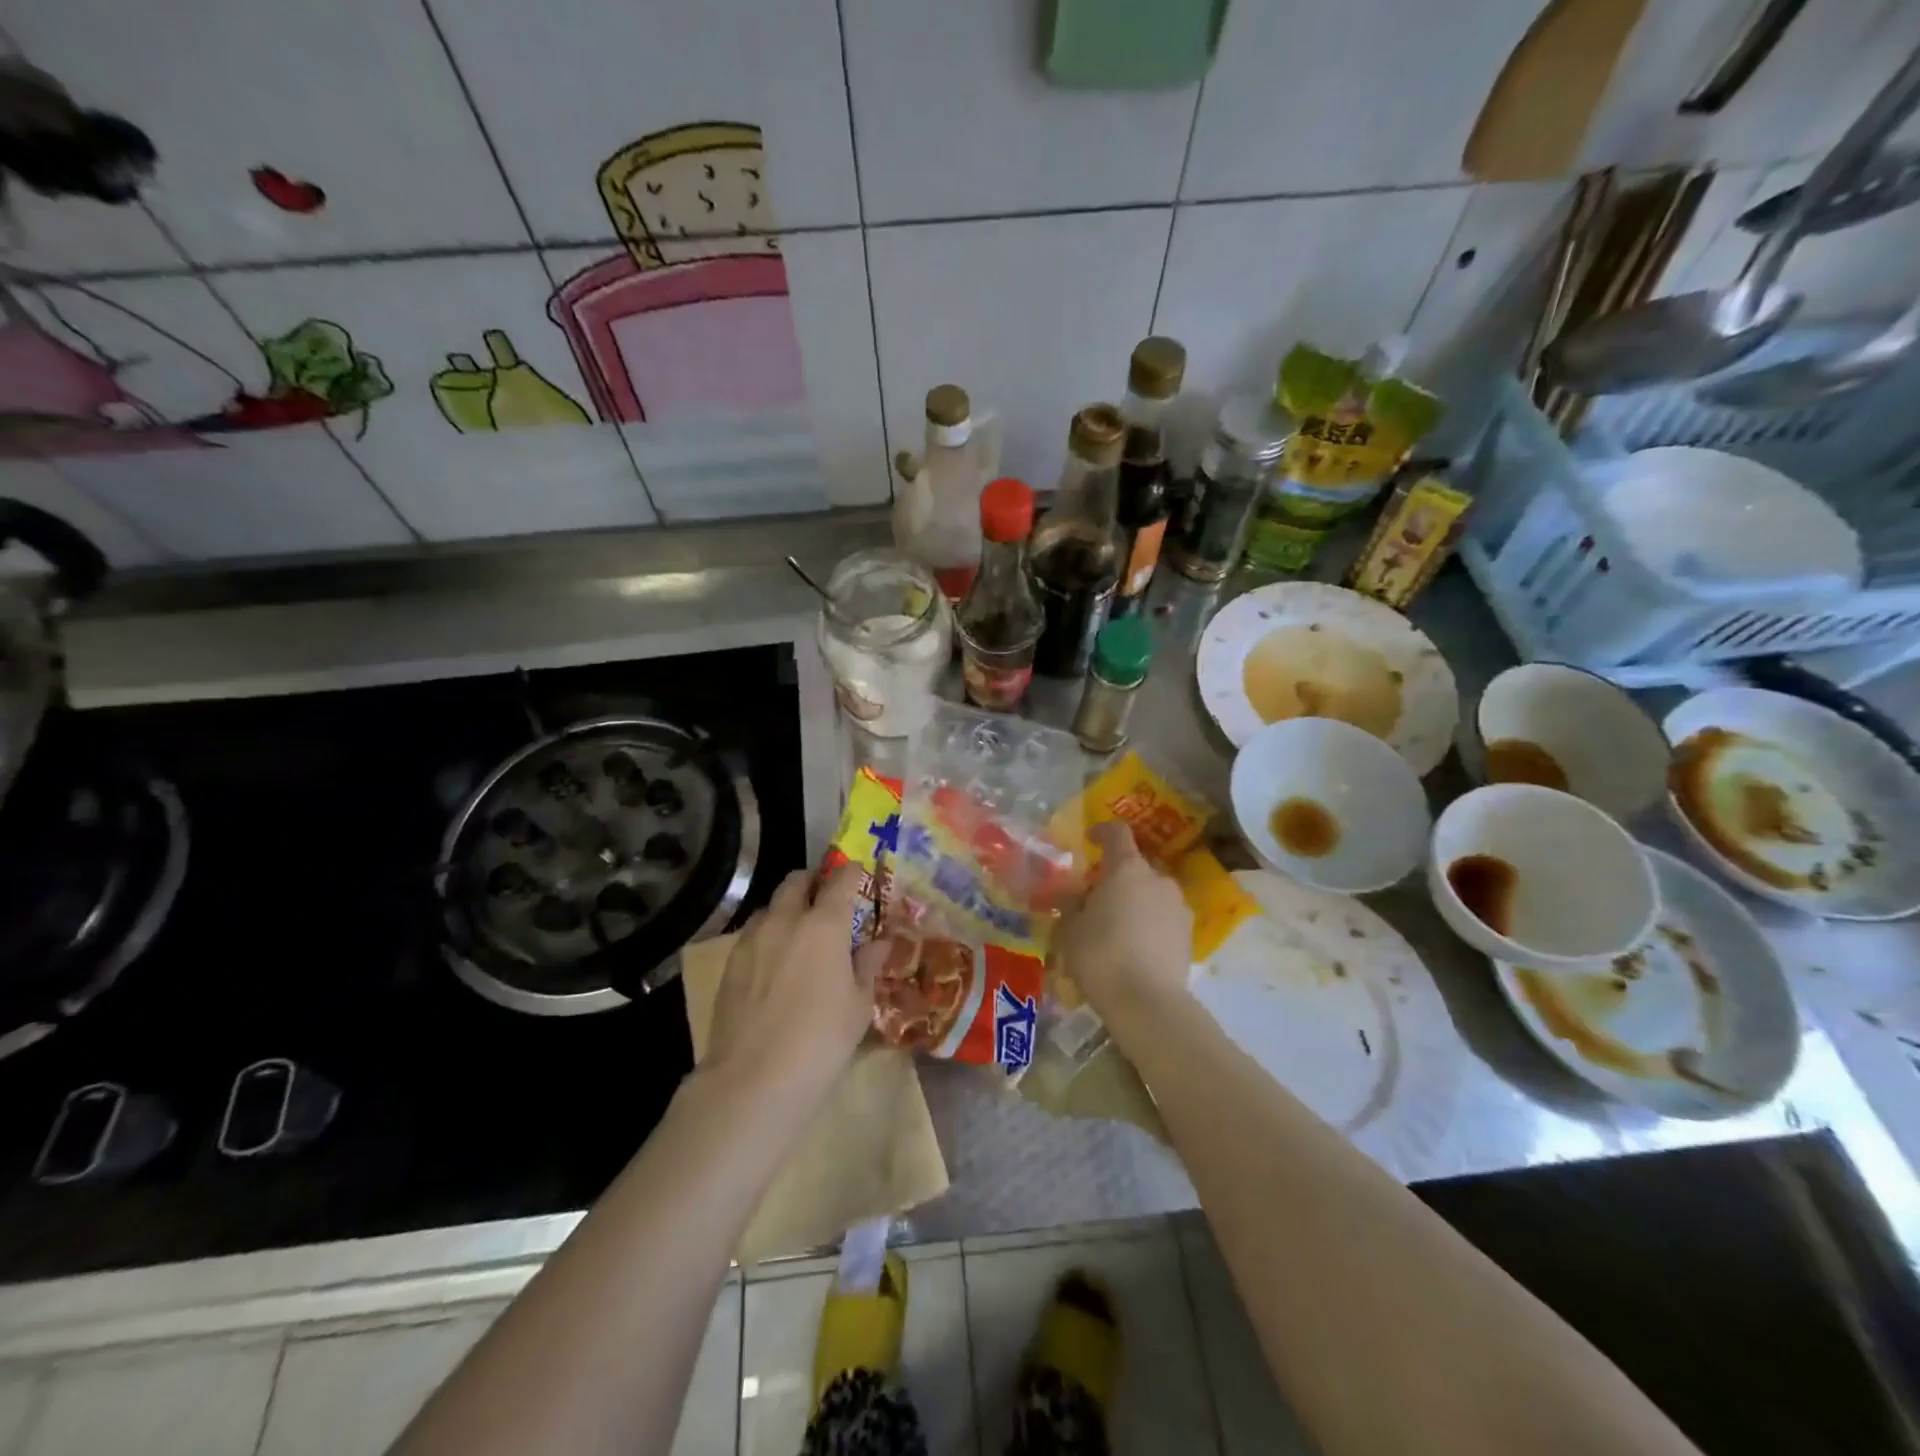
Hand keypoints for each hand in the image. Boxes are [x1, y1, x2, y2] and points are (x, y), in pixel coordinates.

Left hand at [704, 864, 883, 1098]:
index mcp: (825, 924)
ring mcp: (752, 938)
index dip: (851, 873)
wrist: (753, 1079)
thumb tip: (879, 943)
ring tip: (798, 936)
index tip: (858, 876)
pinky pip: (753, 933)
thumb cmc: (821, 1040)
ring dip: (787, 909)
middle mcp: (786, 919)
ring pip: (771, 906)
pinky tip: (775, 965)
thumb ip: (868, 965)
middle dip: (813, 883)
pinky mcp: (730, 962)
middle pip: (797, 881)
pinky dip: (768, 935)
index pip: (841, 880)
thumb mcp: (858, 1005)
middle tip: (826, 903)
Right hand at [1053, 822, 1192, 1026]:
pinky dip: (1149, 923)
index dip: (1102, 831)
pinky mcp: (1189, 935)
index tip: (1089, 839)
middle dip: (1117, 876)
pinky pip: (1163, 918)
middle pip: (1136, 866)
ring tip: (1116, 926)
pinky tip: (1134, 947)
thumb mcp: (1070, 929)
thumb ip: (1070, 905)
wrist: (1147, 1002)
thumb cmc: (1101, 955)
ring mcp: (1178, 907)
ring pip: (1152, 893)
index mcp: (1127, 868)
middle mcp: (1158, 879)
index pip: (1117, 833)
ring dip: (1135, 900)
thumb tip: (1071, 896)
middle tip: (1096, 896)